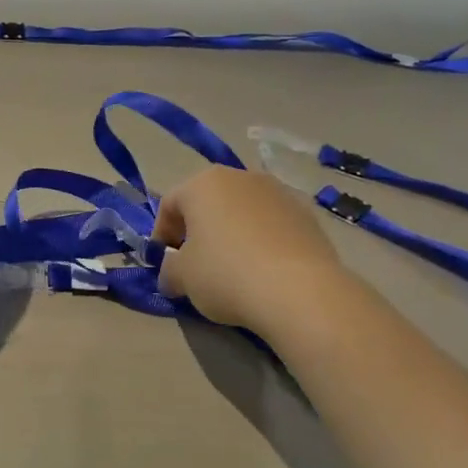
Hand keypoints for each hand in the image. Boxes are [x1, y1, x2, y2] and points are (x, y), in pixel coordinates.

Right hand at [151, 167, 351, 335]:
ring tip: (232, 269)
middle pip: (209, 201)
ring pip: (242, 211)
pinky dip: (261, 241)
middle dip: (198, 230)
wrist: (299, 290)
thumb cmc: (226, 274)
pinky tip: (263, 271)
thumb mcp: (182, 277)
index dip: (161, 233)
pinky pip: (272, 225)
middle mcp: (241, 177)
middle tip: (195, 264)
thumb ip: (168, 269)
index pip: (170, 203)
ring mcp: (278, 193)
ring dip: (231, 233)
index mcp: (204, 183)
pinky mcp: (307, 214)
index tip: (163, 262)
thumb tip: (171, 273)